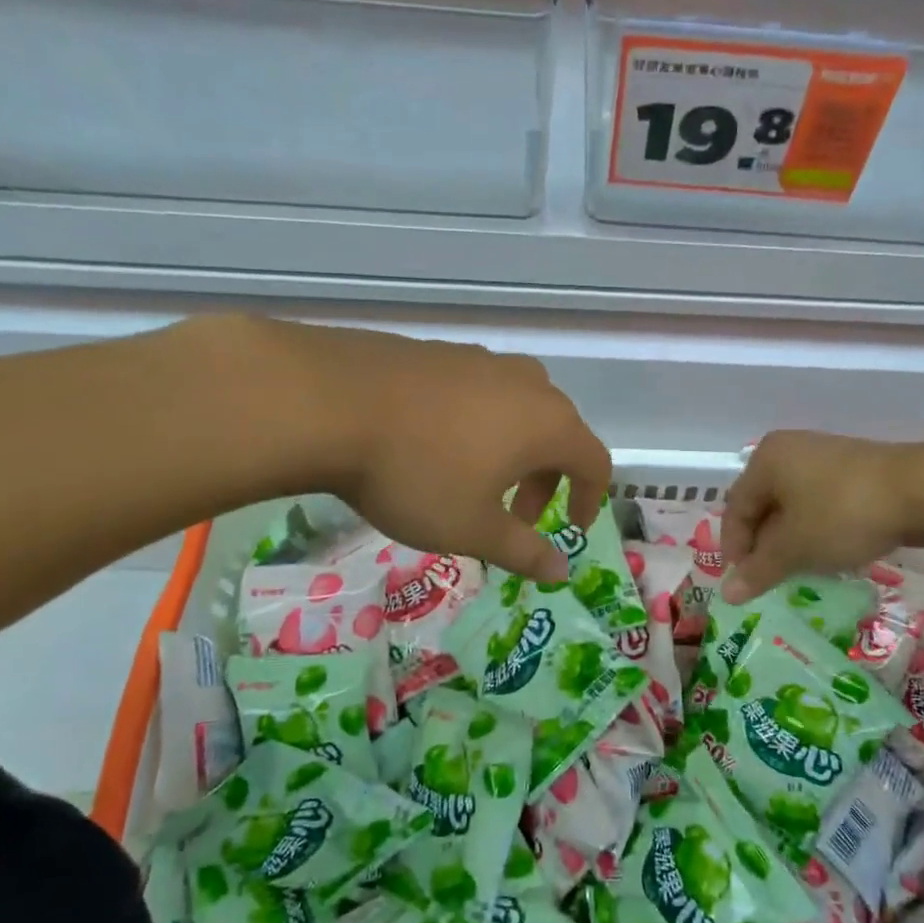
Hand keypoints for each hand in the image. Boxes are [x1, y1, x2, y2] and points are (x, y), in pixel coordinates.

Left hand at [282, 322, 609, 581]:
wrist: (328, 402)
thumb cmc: (417, 474)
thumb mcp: (473, 528)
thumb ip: (524, 551)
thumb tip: (561, 571)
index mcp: (549, 424)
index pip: (595, 462)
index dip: (591, 500)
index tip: (572, 529)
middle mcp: (527, 384)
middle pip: (559, 435)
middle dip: (547, 481)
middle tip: (514, 518)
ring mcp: (482, 361)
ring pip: (520, 410)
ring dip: (514, 452)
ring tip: (475, 481)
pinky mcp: (442, 352)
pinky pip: (481, 393)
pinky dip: (480, 425)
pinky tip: (436, 446)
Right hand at [720, 431, 916, 600]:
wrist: (922, 491)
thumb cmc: (843, 514)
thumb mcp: (795, 548)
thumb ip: (758, 571)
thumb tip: (726, 594)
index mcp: (766, 460)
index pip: (736, 508)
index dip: (734, 549)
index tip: (743, 583)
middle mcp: (790, 451)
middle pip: (763, 505)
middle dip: (764, 546)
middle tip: (769, 580)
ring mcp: (824, 458)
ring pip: (793, 507)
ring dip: (791, 541)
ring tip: (799, 572)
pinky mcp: (853, 471)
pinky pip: (820, 504)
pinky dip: (816, 530)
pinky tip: (828, 553)